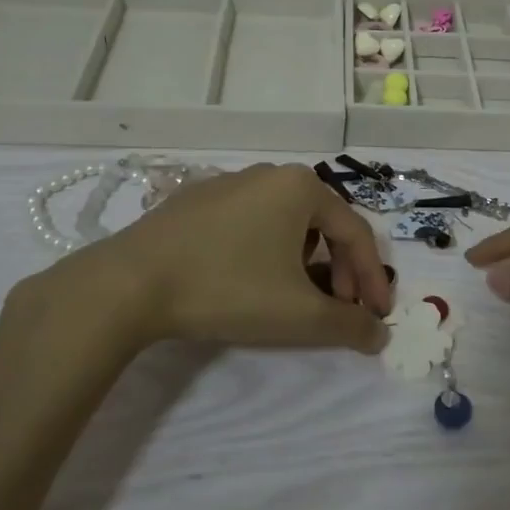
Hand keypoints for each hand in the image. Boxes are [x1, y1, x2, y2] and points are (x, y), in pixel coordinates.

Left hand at [8, 163, 394, 370]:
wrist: (130, 282)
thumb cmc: (228, 288)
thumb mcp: (299, 315)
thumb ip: (349, 326)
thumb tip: (379, 335)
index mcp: (303, 187)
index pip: (355, 233)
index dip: (373, 278)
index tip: (377, 317)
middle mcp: (271, 174)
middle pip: (323, 225)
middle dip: (339, 270)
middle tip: (339, 308)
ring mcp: (231, 182)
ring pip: (287, 223)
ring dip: (304, 261)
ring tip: (295, 297)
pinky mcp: (198, 199)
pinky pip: (251, 222)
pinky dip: (267, 251)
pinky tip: (250, 280)